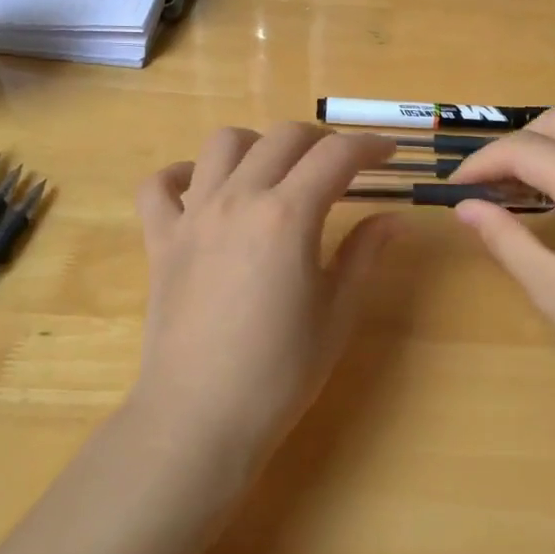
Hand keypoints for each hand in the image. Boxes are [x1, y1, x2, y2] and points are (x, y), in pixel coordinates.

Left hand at [130, 124, 399, 467]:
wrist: (200, 416)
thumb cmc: (280, 371)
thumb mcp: (337, 313)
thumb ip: (365, 254)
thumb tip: (394, 218)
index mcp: (288, 215)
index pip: (336, 156)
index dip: (368, 147)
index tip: (388, 154)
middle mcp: (239, 199)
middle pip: (283, 137)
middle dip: (321, 141)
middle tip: (341, 166)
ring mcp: (193, 215)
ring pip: (223, 143)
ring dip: (257, 144)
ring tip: (275, 171)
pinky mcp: (161, 239)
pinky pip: (159, 185)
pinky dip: (182, 175)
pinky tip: (203, 189)